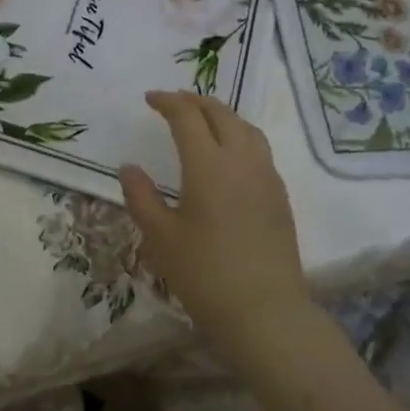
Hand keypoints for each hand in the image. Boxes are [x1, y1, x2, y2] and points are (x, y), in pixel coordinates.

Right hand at [119, 91, 308, 332]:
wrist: (264, 311)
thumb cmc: (204, 274)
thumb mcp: (160, 237)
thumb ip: (141, 197)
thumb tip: (129, 168)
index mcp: (208, 165)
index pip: (187, 117)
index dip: (167, 102)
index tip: (149, 99)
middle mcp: (241, 161)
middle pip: (220, 114)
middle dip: (194, 101)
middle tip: (173, 102)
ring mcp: (266, 176)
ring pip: (246, 127)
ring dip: (221, 115)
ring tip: (202, 120)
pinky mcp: (280, 195)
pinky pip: (259, 149)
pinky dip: (239, 135)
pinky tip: (228, 154)